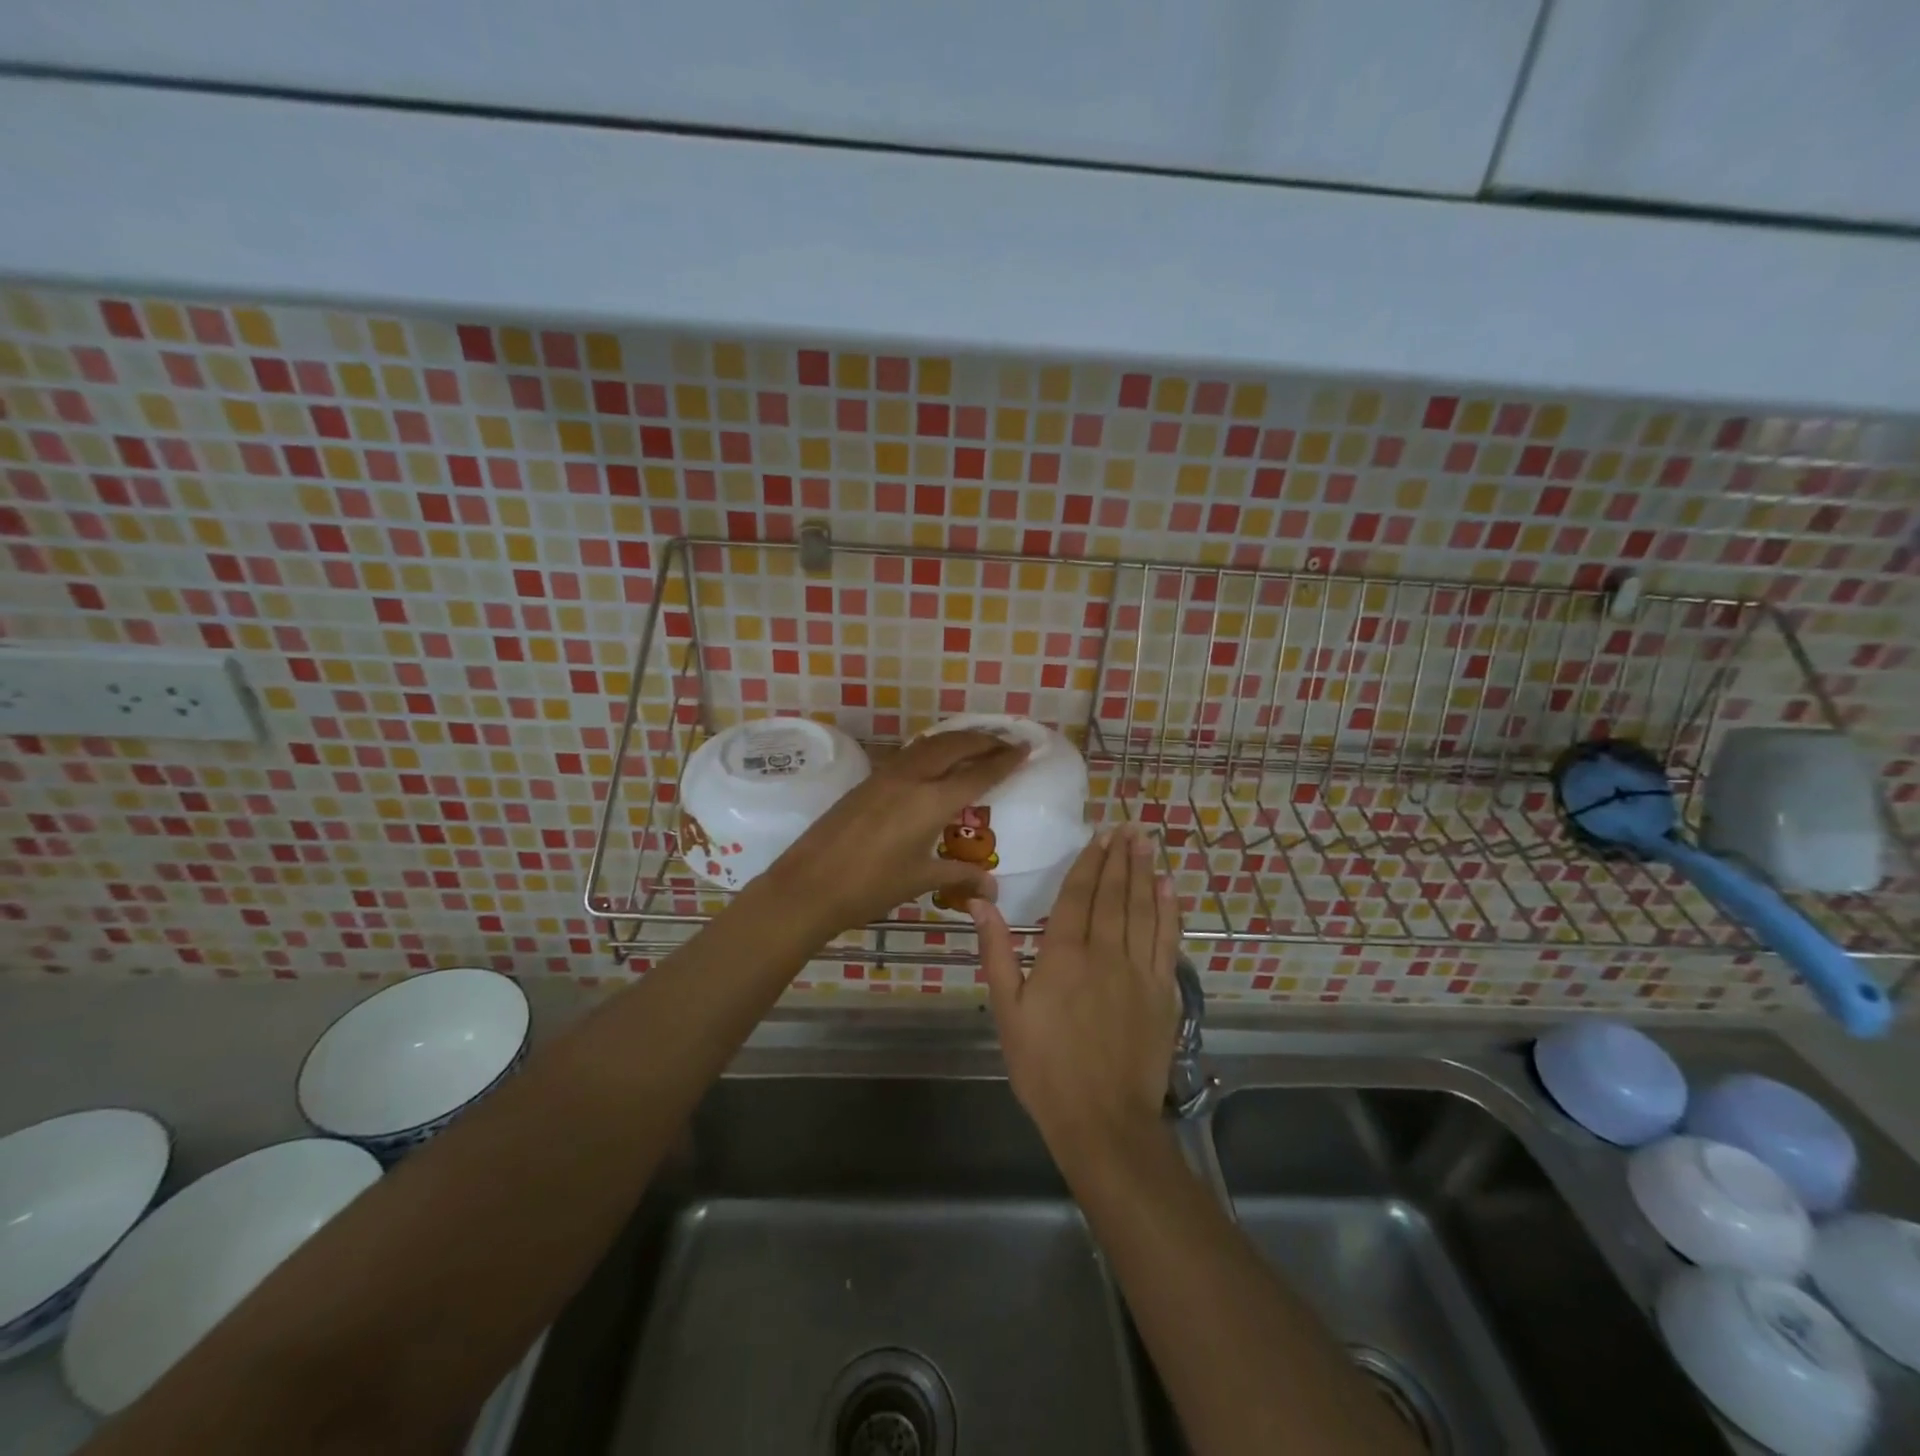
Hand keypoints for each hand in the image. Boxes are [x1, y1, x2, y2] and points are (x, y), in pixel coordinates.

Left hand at [761, 730, 1028, 935]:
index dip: (1004, 760)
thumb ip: (958, 875)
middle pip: (955, 746)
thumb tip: (991, 888)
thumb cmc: (870, 887)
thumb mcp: (920, 880)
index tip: (1025, 748)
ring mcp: (886, 775)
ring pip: (930, 744)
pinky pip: (910, 753)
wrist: (809, 884)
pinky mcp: (868, 780)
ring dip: (957, 739)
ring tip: (976, 743)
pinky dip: (932, 748)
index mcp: (931, 802)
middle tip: (1006, 741)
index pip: (978, 774)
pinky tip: (935, 759)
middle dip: (984, 740)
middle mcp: (912, 778)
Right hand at [973, 825, 1180, 1159]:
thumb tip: (980, 902)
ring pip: (1143, 910)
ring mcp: (1139, 971)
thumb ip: (996, 952)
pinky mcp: (1164, 992)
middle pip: (1114, 894)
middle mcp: (1105, 952)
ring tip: (1146, 844)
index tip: (1099, 836)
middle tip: (1128, 827)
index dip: (1089, 863)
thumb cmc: (1045, 1068)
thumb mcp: (1007, 1011)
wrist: (1103, 1121)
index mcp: (1064, 954)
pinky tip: (1168, 890)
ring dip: (1144, 874)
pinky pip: (1167, 941)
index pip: (1078, 895)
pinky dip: (1169, 912)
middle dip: (1120, 858)